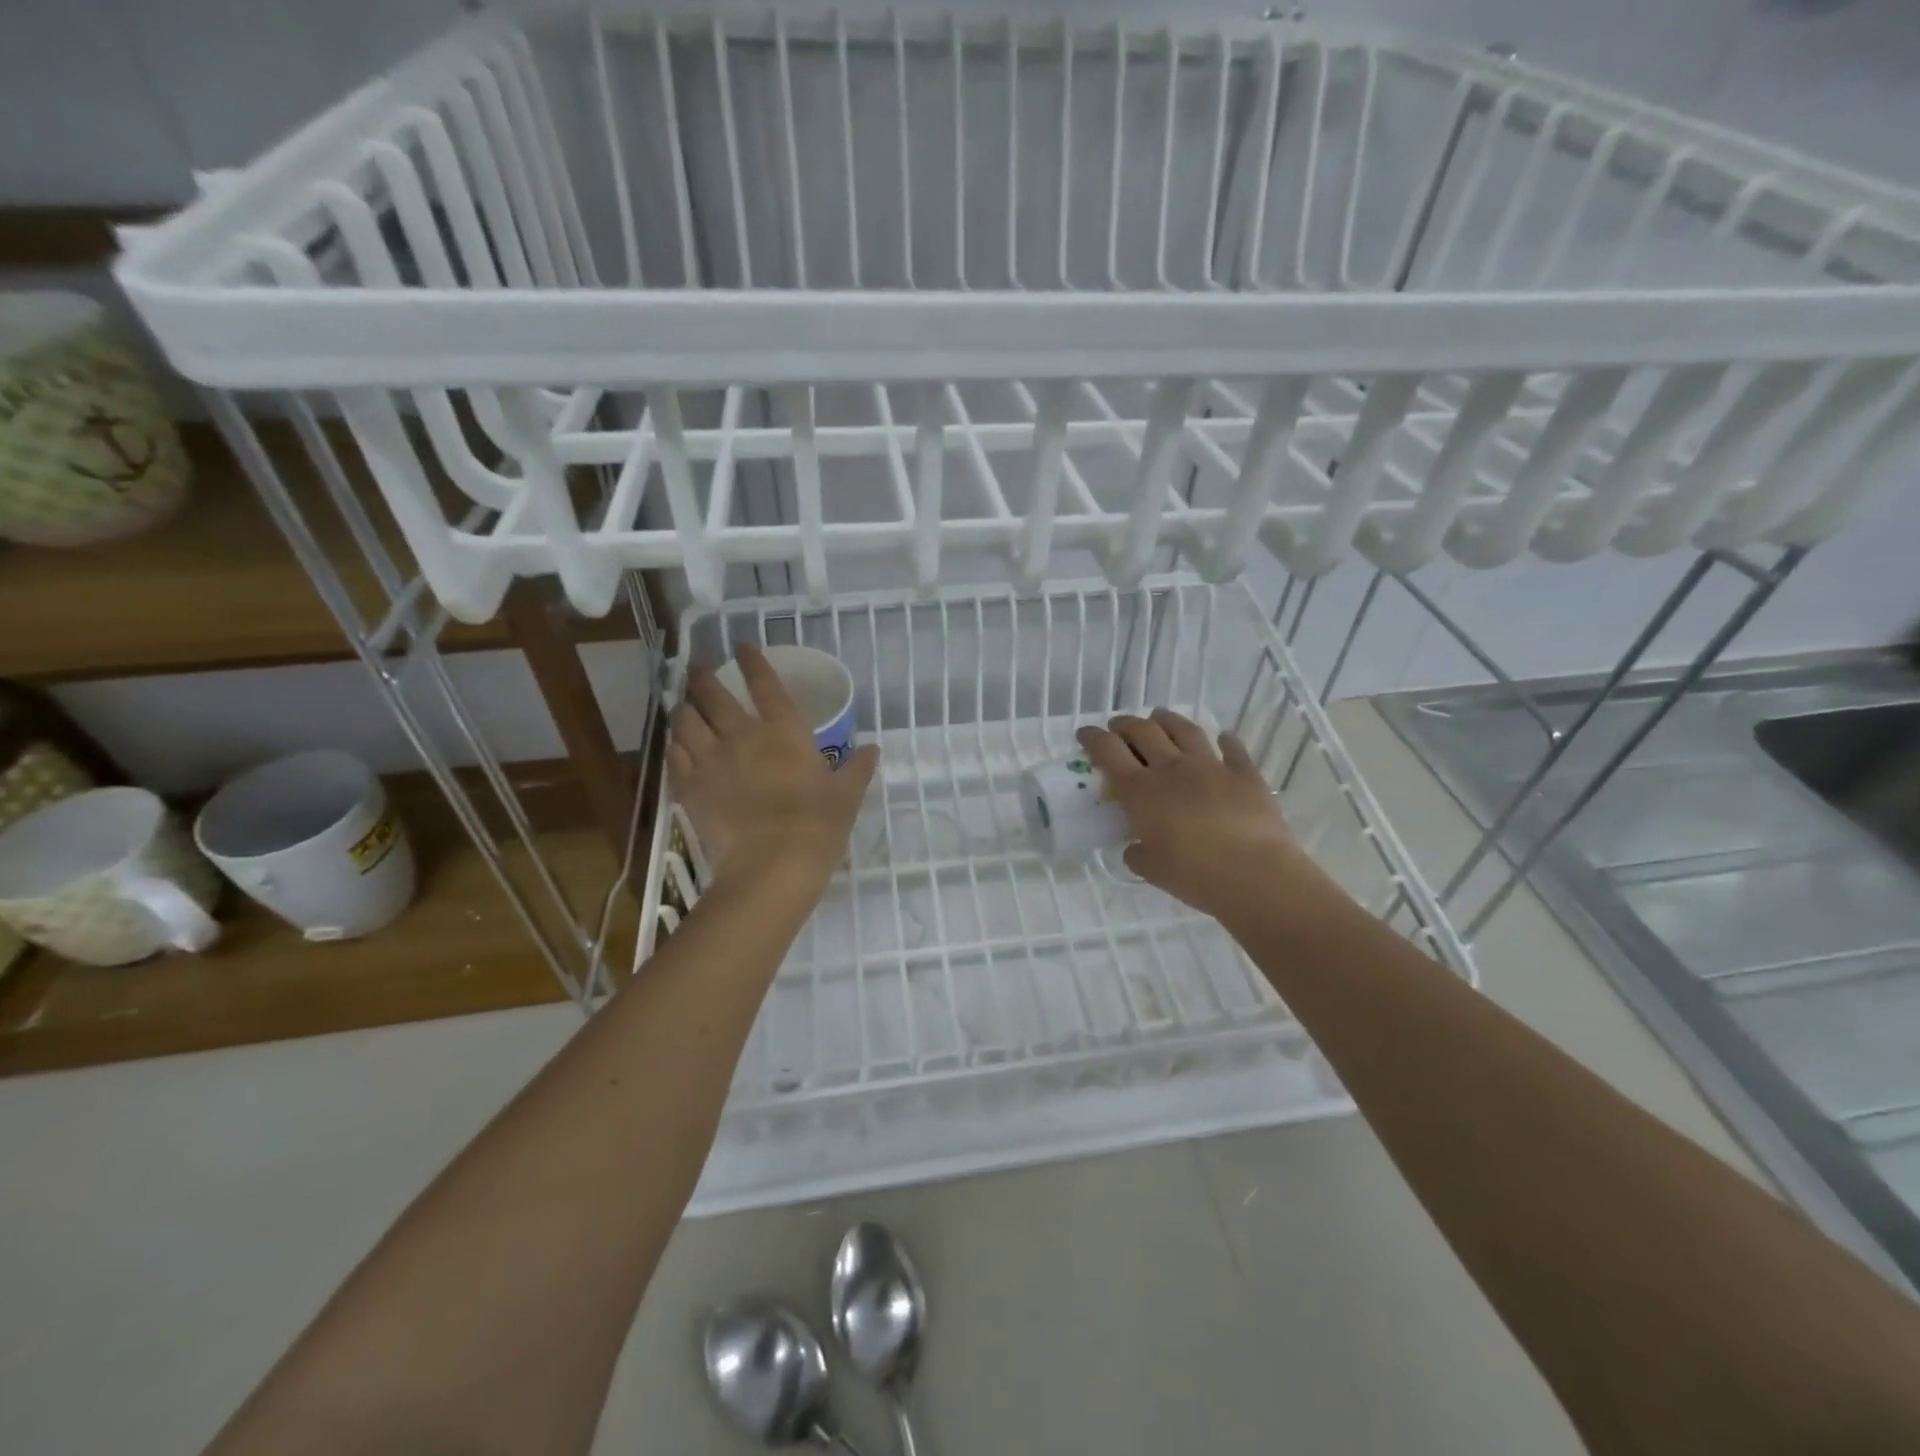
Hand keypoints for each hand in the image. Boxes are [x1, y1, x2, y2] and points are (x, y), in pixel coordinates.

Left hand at [668, 644, 878, 893]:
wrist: (772, 867)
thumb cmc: (817, 827)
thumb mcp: (846, 796)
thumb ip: (857, 768)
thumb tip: (873, 749)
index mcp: (784, 731)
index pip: (765, 683)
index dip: (752, 661)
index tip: (742, 646)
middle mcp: (742, 736)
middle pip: (713, 694)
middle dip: (702, 676)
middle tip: (697, 668)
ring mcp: (711, 761)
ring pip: (685, 721)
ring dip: (684, 708)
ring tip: (685, 706)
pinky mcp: (690, 788)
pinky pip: (674, 756)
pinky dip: (675, 745)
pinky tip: (678, 746)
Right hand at [1077, 709, 1325, 923]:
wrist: (1253, 873)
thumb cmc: (1193, 874)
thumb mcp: (1151, 870)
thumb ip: (1137, 854)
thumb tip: (1135, 849)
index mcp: (1141, 792)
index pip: (1108, 751)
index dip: (1093, 738)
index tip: (1084, 733)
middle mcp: (1171, 768)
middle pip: (1142, 731)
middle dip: (1125, 724)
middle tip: (1118, 727)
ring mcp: (1210, 766)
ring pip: (1183, 729)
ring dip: (1166, 720)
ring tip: (1159, 717)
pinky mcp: (1244, 773)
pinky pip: (1233, 748)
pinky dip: (1225, 740)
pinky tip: (1223, 737)